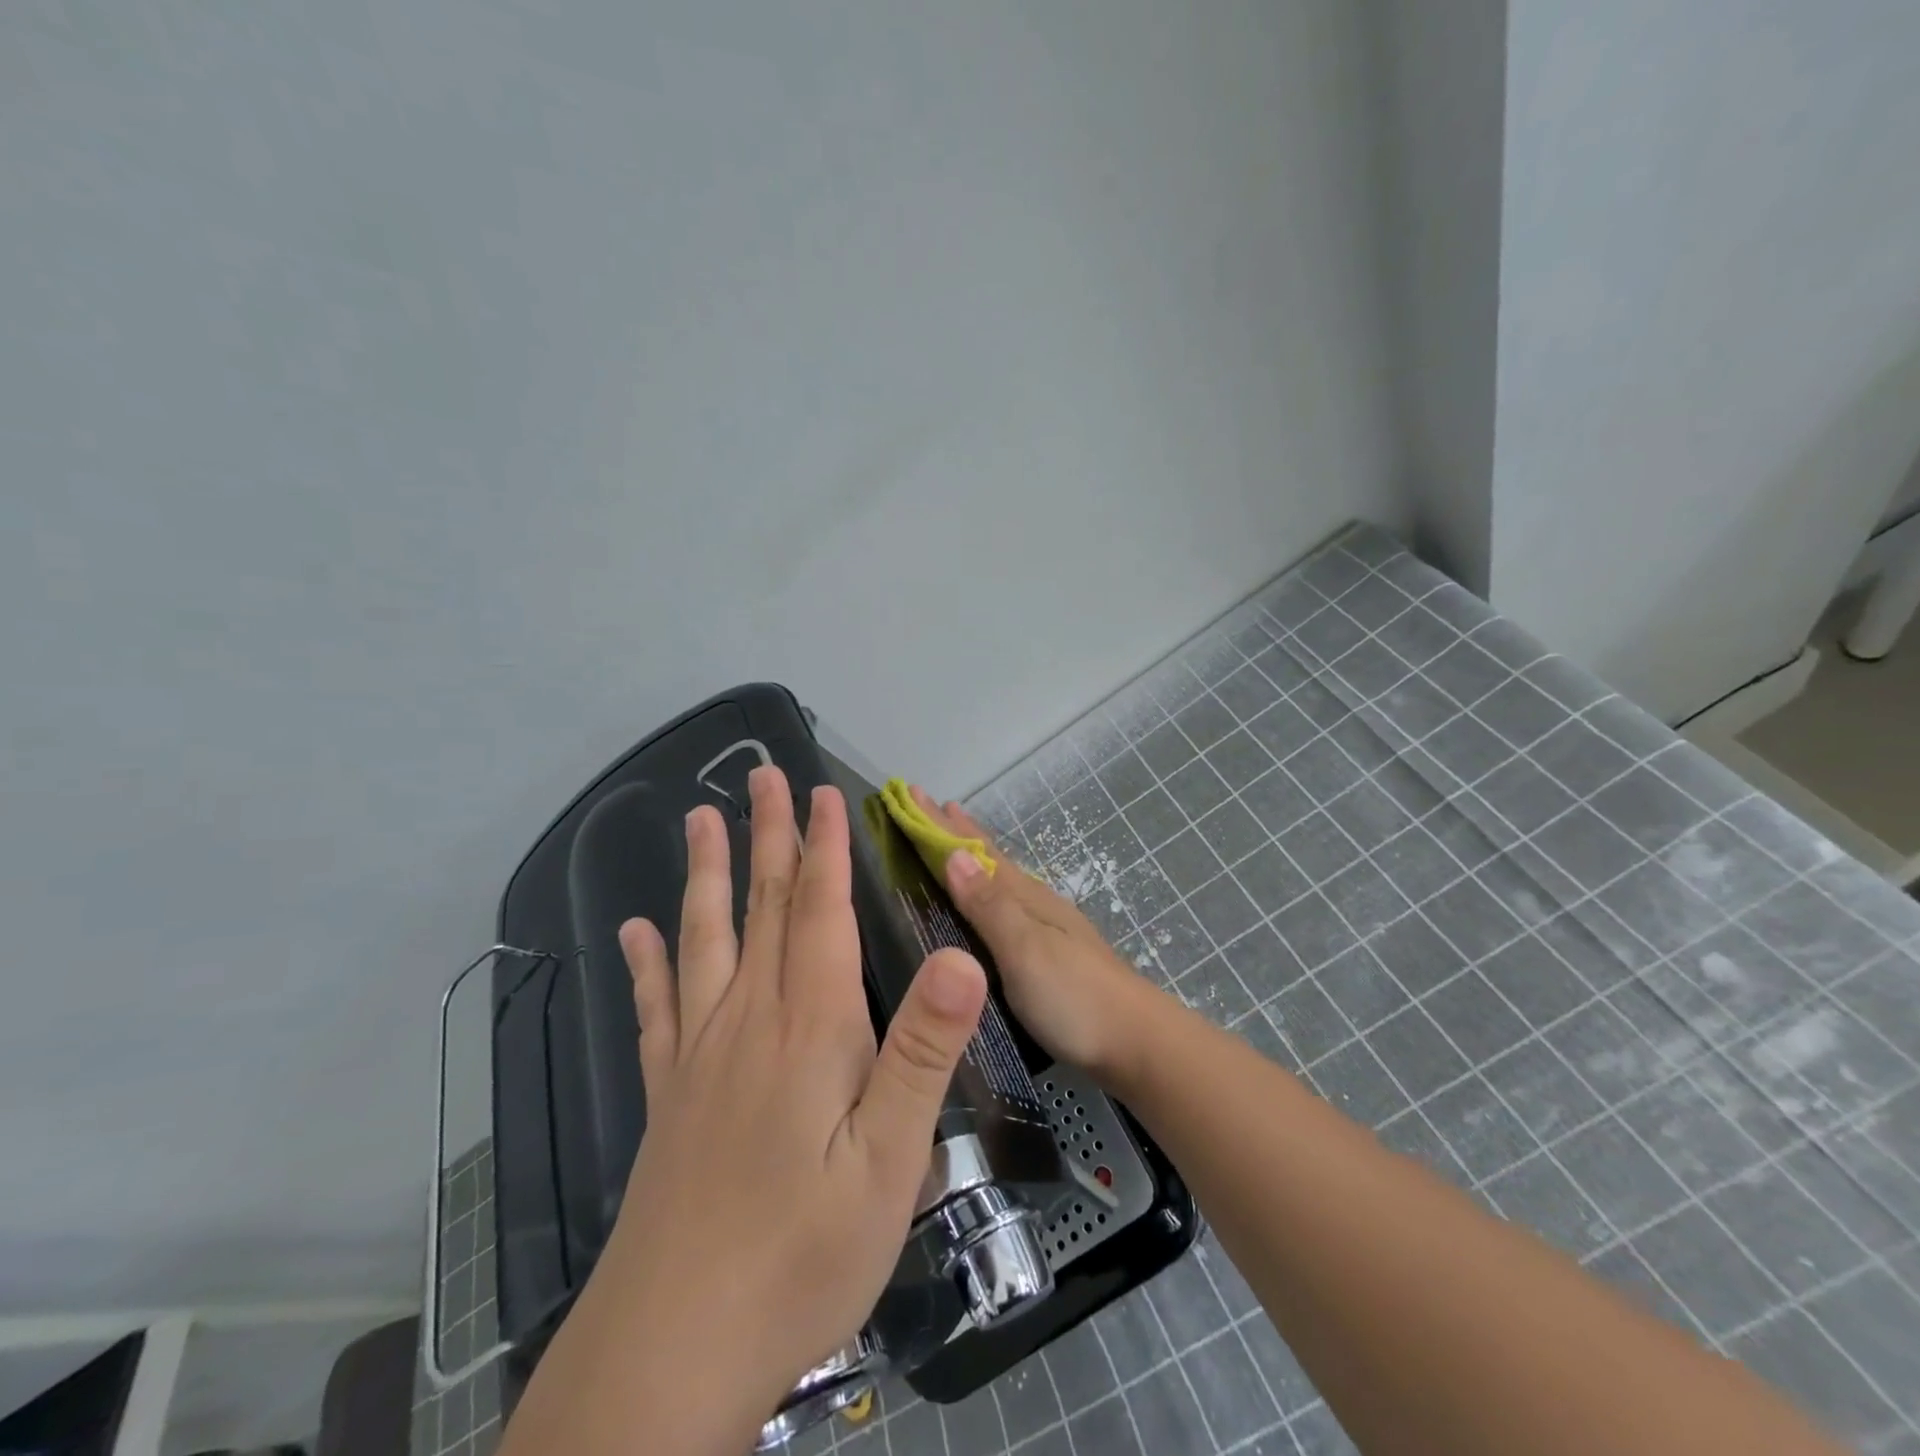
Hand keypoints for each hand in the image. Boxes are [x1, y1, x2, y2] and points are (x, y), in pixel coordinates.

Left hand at [505, 766, 988, 1455]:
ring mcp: (700, 1054)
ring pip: (704, 939)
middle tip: (761, 777)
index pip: (820, 912)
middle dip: (768, 837)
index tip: (823, 793)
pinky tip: (634, 933)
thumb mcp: (891, 1159)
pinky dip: (646, 963)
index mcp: (810, 1026)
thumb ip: (922, 1050)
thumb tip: (962, 957)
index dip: (825, 849)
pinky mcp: (669, 1094)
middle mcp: (749, 1020)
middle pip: (763, 908)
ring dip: (708, 875)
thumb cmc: (803, 1250)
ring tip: (699, 821)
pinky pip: (656, 1009)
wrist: (676, 1346)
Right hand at [909, 787, 1167, 1082]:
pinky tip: (988, 897)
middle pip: (987, 857)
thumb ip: (989, 906)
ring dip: (969, 855)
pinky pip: (1005, 903)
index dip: (939, 825)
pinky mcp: (1050, 952)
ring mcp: (1046, 926)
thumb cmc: (1074, 996)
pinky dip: (985, 887)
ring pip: (998, 878)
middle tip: (923, 802)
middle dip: (952, 831)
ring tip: (950, 838)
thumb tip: (952, 855)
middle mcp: (1034, 902)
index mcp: (1024, 897)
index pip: (972, 851)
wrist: (1138, 1043)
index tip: (910, 793)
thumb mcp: (1025, 950)